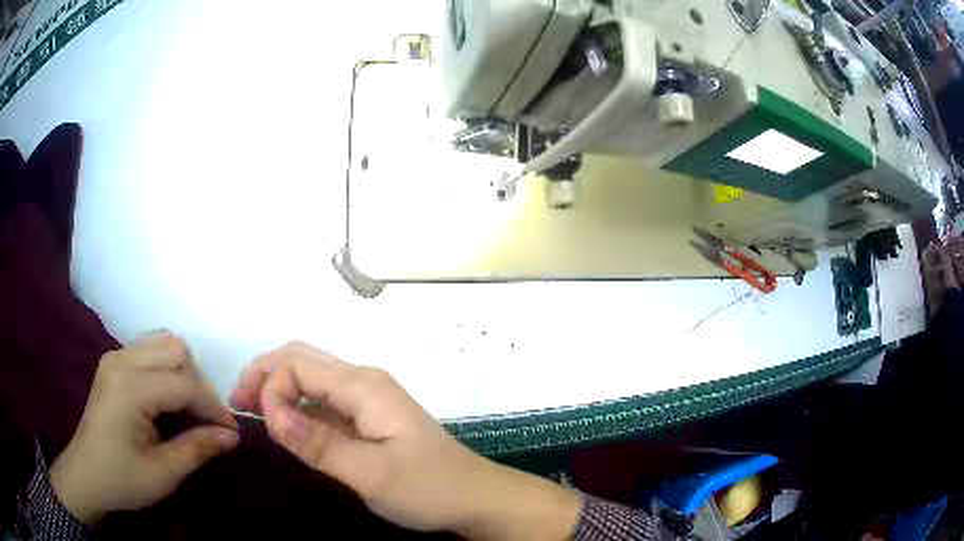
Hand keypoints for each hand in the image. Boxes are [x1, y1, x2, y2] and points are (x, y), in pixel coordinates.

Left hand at [50, 332, 239, 523]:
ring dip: (184, 372)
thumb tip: (232, 436)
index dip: (213, 407)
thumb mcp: (163, 474)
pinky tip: (168, 398)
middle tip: (206, 420)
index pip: (185, 383)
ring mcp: (115, 356)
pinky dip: (167, 369)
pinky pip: (150, 350)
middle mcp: (122, 360)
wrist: (86, 474)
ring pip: (164, 343)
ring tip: (188, 408)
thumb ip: (197, 449)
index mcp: (130, 388)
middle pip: (176, 349)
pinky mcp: (113, 362)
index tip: (231, 432)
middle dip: (199, 384)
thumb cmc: (122, 479)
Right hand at [230, 342, 579, 538]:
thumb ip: (317, 442)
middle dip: (265, 376)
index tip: (257, 422)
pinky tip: (287, 429)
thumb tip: (269, 410)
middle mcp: (364, 382)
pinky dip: (298, 409)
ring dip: (279, 391)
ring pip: (312, 380)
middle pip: (302, 360)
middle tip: (240, 407)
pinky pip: (324, 404)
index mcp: (364, 386)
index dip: (268, 385)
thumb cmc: (428, 488)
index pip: (298, 364)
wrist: (476, 499)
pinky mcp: (369, 419)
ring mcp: (368, 400)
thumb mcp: (370, 473)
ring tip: (256, 417)